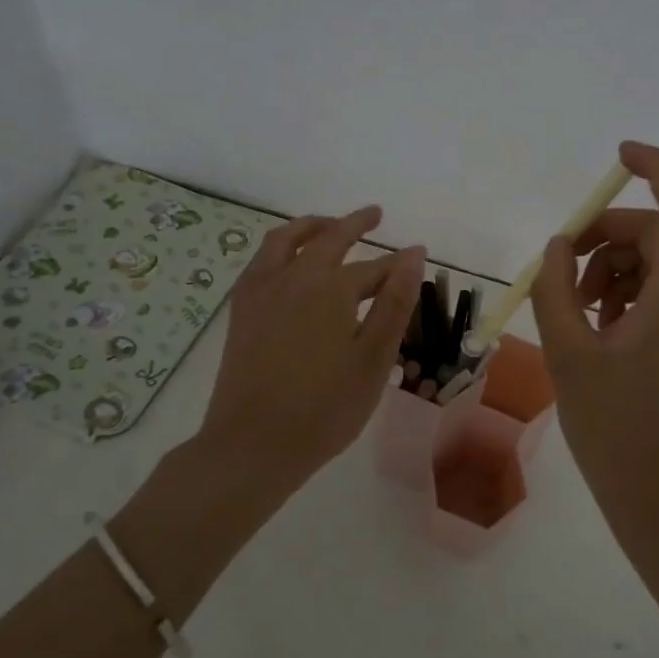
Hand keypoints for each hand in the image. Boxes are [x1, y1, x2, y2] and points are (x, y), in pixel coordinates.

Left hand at [198, 206, 424, 497]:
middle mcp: (295, 277)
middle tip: (375, 214)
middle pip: (329, 238)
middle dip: (355, 223)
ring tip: (328, 224)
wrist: (253, 444)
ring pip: (286, 239)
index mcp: (332, 288)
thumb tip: (413, 255)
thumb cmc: (325, 408)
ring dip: (312, 225)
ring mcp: (262, 290)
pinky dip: (281, 246)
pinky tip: (287, 259)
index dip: (398, 263)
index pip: (375, 268)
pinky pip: (262, 260)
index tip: (417, 254)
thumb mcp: (373, 359)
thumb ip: (394, 304)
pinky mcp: (241, 309)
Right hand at [531, 142, 658, 558]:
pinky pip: (656, 296)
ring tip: (573, 313)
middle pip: (657, 235)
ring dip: (608, 271)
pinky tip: (593, 332)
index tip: (619, 154)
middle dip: (605, 238)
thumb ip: (556, 291)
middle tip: (561, 270)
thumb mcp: (569, 355)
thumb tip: (558, 247)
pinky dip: (621, 297)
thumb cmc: (617, 430)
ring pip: (653, 266)